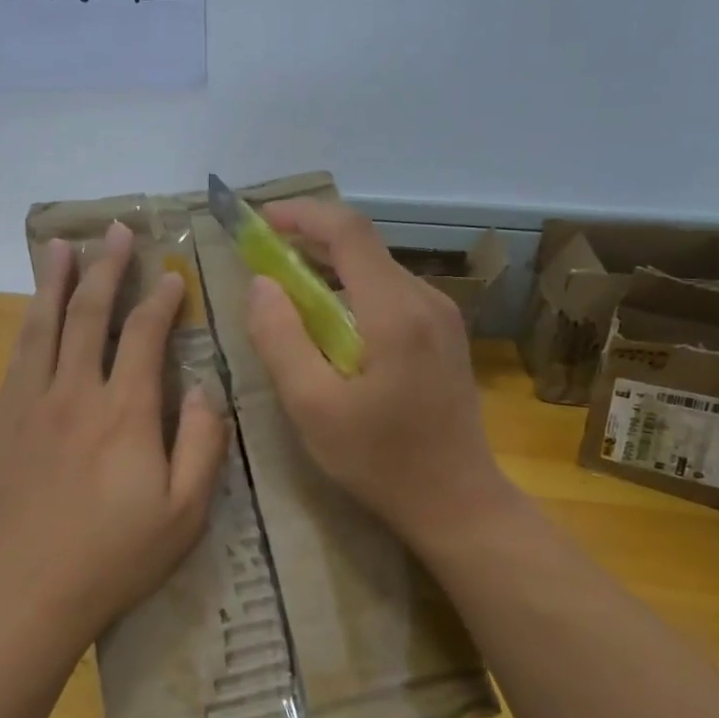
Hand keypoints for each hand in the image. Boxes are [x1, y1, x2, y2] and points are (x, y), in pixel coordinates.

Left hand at [0, 222, 228, 675]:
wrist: (22, 593)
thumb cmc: (112, 558)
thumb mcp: (183, 514)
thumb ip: (201, 444)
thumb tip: (202, 388)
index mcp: (125, 413)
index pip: (145, 336)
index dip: (161, 300)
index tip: (171, 275)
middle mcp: (75, 392)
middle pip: (90, 314)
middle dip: (106, 268)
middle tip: (115, 231)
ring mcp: (32, 403)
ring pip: (44, 325)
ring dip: (55, 281)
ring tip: (61, 246)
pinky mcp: (3, 420)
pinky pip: (18, 356)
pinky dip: (29, 322)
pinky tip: (32, 309)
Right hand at [245, 199, 511, 550]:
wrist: (458, 502)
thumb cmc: (380, 460)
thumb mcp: (313, 407)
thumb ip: (281, 339)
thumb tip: (260, 285)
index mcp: (395, 311)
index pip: (348, 231)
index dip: (302, 215)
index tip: (260, 222)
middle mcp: (425, 299)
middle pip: (363, 246)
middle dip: (309, 241)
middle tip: (261, 258)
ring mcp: (441, 315)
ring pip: (376, 268)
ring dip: (328, 268)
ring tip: (286, 291)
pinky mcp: (444, 334)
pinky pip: (390, 292)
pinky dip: (351, 291)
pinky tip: (328, 323)